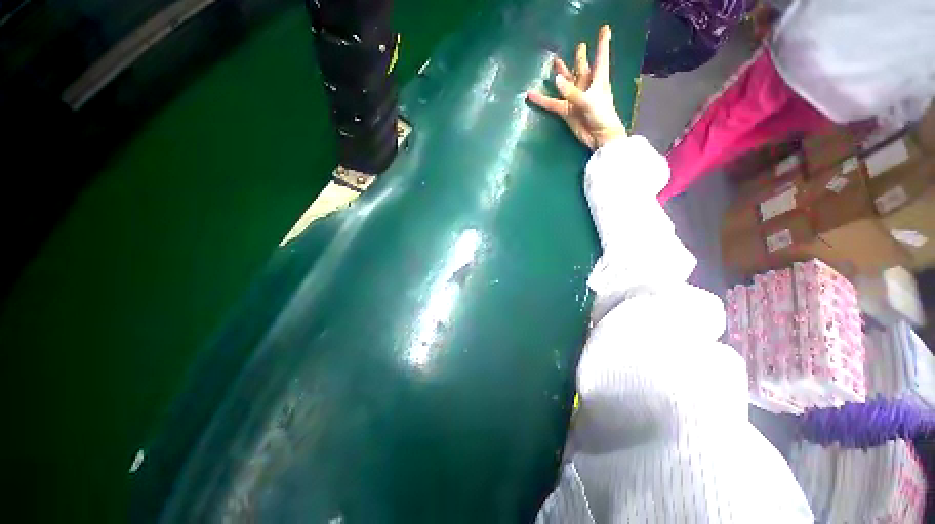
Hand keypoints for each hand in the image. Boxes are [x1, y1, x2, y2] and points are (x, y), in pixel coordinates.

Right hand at [527, 25, 626, 150]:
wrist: (601, 140)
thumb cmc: (602, 118)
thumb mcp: (590, 102)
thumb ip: (573, 91)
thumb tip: (556, 80)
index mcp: (598, 80)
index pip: (601, 57)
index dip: (603, 42)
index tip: (606, 28)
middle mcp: (587, 85)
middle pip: (583, 67)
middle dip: (581, 56)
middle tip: (580, 45)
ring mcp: (576, 96)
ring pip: (567, 81)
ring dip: (562, 72)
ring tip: (556, 61)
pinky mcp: (567, 109)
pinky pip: (552, 102)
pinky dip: (542, 99)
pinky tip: (530, 94)